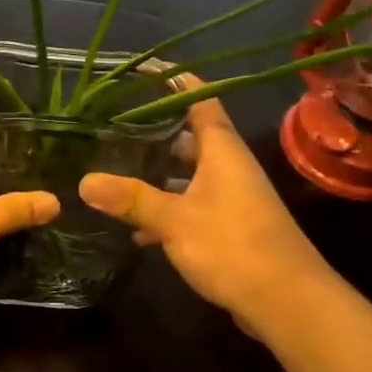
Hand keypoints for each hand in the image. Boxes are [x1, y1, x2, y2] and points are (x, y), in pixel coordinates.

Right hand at [78, 98, 341, 340]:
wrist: (287, 302)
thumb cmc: (233, 246)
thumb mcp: (175, 220)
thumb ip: (132, 199)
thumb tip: (84, 181)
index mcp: (222, 150)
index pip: (199, 99)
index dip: (174, 81)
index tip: (142, 70)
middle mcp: (229, 166)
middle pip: (190, 136)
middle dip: (155, 130)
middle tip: (113, 125)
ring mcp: (232, 197)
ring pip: (189, 173)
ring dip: (158, 173)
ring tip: (116, 171)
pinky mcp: (230, 226)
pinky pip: (192, 205)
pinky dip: (168, 210)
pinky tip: (137, 230)